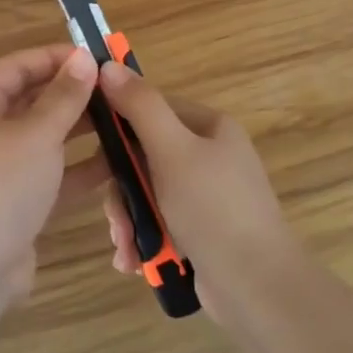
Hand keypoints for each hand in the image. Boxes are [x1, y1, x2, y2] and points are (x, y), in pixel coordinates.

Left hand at [0, 45, 108, 295]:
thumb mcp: (36, 135)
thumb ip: (64, 97)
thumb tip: (83, 58)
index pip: (16, 66)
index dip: (55, 58)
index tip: (96, 58)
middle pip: (29, 101)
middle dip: (71, 95)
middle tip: (116, 91)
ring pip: (42, 139)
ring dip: (79, 131)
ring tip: (122, 121)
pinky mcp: (13, 202)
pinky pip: (48, 174)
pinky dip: (76, 168)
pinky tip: (115, 163)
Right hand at [95, 62, 295, 301]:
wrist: (257, 287)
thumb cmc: (213, 209)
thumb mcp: (172, 151)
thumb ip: (140, 106)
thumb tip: (108, 65)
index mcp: (209, 127)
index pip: (150, 108)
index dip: (118, 128)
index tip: (95, 157)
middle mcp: (209, 155)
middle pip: (143, 156)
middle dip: (122, 192)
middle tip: (115, 221)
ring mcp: (206, 194)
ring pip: (146, 193)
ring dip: (129, 221)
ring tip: (127, 250)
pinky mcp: (201, 229)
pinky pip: (159, 221)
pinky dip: (144, 240)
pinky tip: (135, 262)